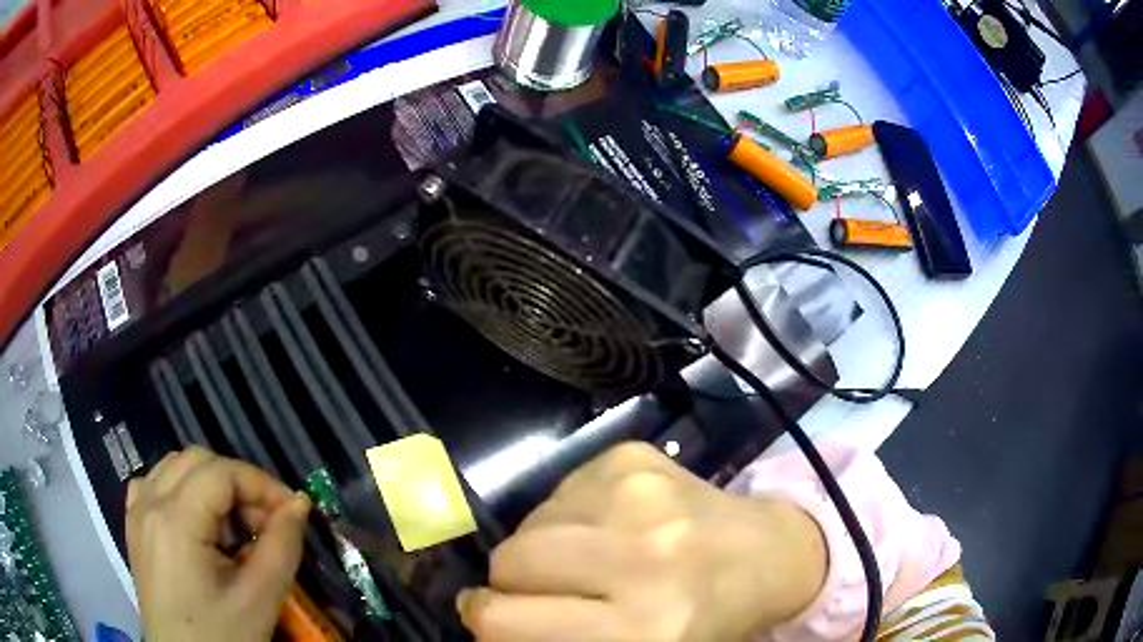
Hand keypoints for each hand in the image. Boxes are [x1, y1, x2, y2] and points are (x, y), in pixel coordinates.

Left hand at [126, 447, 311, 641]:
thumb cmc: (222, 636)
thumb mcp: (260, 599)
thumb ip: (282, 546)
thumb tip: (299, 504)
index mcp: (175, 520)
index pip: (222, 472)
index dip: (262, 484)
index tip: (292, 513)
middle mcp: (149, 503)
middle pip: (197, 460)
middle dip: (238, 483)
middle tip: (265, 523)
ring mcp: (137, 513)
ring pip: (174, 467)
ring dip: (210, 485)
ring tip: (233, 528)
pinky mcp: (134, 527)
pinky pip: (153, 485)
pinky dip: (180, 490)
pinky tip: (195, 521)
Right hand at [458, 443, 827, 641]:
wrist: (766, 553)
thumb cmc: (702, 619)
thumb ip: (558, 638)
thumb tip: (486, 614)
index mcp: (643, 628)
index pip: (504, 619)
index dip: (485, 619)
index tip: (493, 616)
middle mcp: (642, 558)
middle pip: (510, 561)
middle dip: (514, 581)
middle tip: (547, 588)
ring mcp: (640, 496)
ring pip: (530, 521)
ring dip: (543, 544)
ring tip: (588, 556)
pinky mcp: (635, 457)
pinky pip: (559, 489)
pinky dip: (569, 514)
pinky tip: (611, 524)